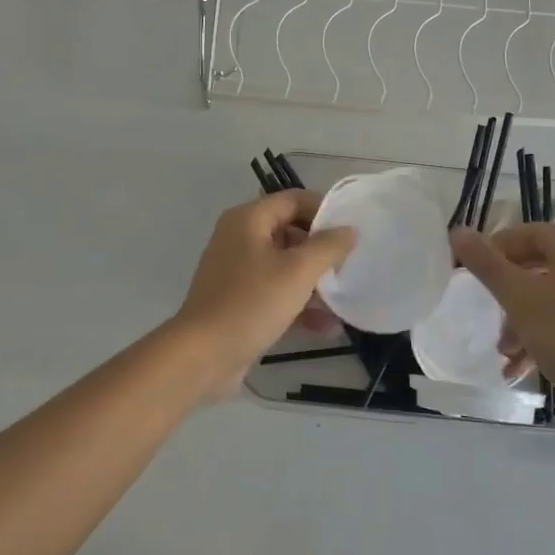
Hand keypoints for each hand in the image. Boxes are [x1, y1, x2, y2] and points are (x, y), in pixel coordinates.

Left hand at [173, 192, 356, 390]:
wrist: (203, 355)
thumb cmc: (252, 302)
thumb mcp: (298, 271)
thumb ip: (328, 246)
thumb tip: (349, 230)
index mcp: (248, 220)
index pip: (293, 200)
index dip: (324, 209)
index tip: (352, 228)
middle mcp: (239, 239)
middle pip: (289, 232)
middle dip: (321, 249)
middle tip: (350, 262)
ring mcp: (237, 272)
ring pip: (284, 266)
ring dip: (313, 280)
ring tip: (343, 296)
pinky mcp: (238, 302)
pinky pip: (274, 293)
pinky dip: (297, 304)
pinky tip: (326, 326)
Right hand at [452, 223, 554, 408]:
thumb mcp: (517, 297)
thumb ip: (486, 263)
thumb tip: (458, 231)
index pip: (529, 231)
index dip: (497, 244)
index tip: (473, 267)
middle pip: (536, 266)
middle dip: (505, 289)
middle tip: (483, 305)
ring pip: (545, 299)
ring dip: (517, 321)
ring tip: (501, 349)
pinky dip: (536, 339)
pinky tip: (517, 368)